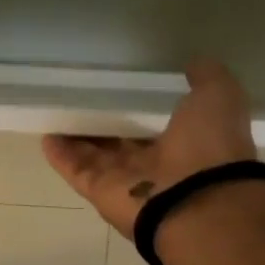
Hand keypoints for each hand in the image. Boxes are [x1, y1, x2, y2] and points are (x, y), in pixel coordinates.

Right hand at [42, 59, 257, 234]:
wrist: (196, 202)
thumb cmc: (209, 148)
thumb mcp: (218, 98)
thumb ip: (207, 79)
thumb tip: (195, 62)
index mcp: (184, 144)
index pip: (153, 124)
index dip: (137, 109)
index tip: (119, 90)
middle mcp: (152, 165)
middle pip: (119, 142)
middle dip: (102, 124)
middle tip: (80, 100)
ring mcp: (123, 180)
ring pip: (93, 155)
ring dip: (76, 138)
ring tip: (56, 113)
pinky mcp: (97, 190)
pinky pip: (75, 169)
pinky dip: (60, 154)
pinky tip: (46, 134)